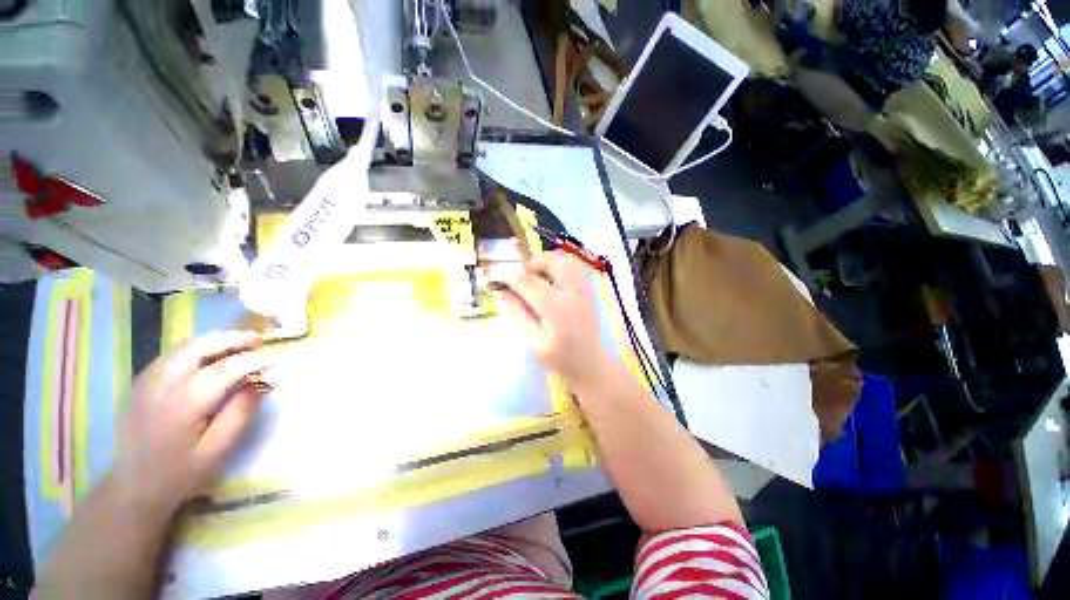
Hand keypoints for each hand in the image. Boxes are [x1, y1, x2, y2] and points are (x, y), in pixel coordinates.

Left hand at [113, 331, 272, 514]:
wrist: (133, 485)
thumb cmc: (180, 472)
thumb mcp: (218, 449)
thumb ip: (240, 413)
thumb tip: (262, 383)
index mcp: (182, 404)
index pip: (225, 369)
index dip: (253, 361)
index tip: (274, 361)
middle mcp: (161, 384)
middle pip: (201, 346)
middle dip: (233, 339)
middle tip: (258, 340)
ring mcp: (147, 380)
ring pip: (186, 346)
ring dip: (216, 341)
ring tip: (240, 345)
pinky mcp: (141, 381)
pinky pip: (174, 354)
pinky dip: (198, 349)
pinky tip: (211, 358)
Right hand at [496, 252, 616, 389]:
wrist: (589, 364)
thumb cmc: (559, 358)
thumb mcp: (533, 342)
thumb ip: (518, 315)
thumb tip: (503, 292)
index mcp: (555, 308)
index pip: (527, 281)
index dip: (508, 276)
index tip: (497, 279)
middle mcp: (572, 293)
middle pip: (551, 261)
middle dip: (531, 263)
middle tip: (522, 278)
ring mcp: (583, 289)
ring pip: (565, 260)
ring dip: (547, 262)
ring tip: (538, 277)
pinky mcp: (589, 290)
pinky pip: (575, 267)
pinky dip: (560, 266)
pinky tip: (553, 281)